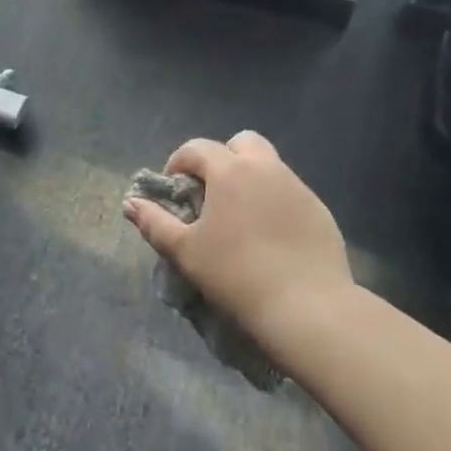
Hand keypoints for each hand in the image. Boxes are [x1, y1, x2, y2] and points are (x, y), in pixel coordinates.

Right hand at [122, 131, 352, 339]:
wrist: (307, 308)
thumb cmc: (236, 275)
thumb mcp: (185, 252)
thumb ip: (154, 222)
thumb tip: (130, 203)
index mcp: (230, 171)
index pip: (198, 148)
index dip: (179, 162)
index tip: (174, 189)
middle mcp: (266, 169)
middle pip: (242, 142)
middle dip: (222, 158)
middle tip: (211, 192)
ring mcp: (298, 188)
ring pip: (269, 166)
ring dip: (249, 178)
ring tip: (240, 217)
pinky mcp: (320, 210)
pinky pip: (290, 193)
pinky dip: (274, 201)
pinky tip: (269, 236)